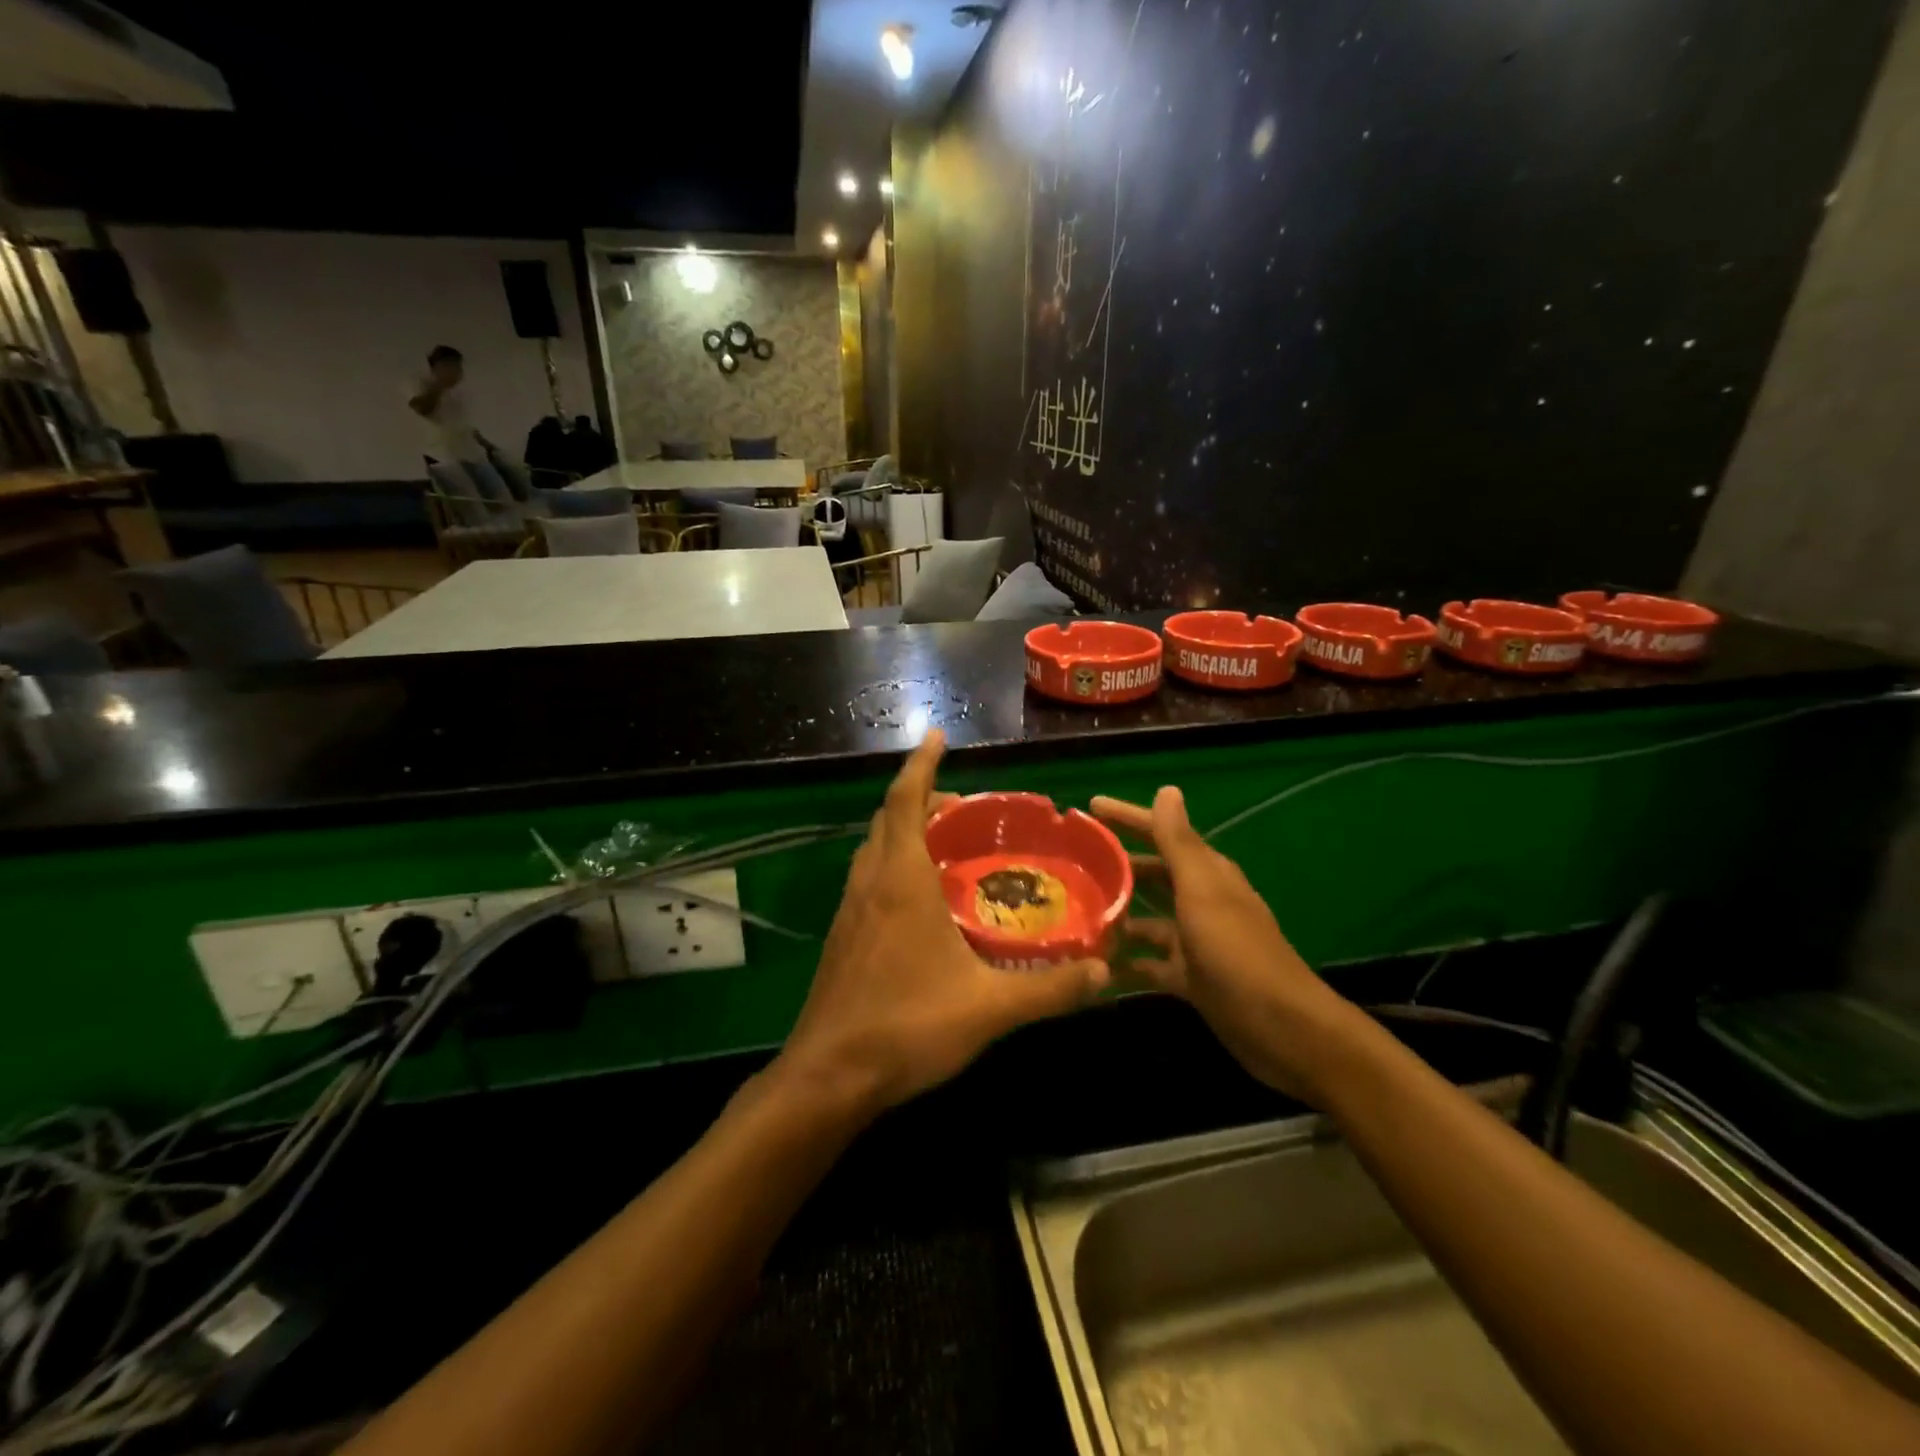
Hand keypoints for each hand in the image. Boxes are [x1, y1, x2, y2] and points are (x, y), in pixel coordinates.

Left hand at [779, 732, 1108, 1114]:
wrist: (829, 1076)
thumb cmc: (907, 1026)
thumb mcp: (989, 1008)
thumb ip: (1049, 989)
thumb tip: (1103, 972)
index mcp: (901, 880)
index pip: (907, 800)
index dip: (921, 763)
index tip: (936, 735)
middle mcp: (870, 882)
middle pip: (889, 817)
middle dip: (920, 796)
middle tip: (961, 803)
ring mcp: (850, 909)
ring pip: (874, 847)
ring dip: (903, 829)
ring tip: (943, 841)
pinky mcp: (843, 936)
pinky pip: (868, 877)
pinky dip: (892, 862)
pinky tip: (918, 898)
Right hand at [1091, 787, 1359, 1101]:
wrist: (1279, 1027)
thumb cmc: (1236, 951)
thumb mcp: (1202, 891)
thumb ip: (1179, 843)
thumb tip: (1168, 789)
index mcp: (1206, 874)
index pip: (1161, 833)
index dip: (1128, 817)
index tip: (1089, 807)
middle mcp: (1199, 901)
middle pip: (1151, 874)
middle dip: (1115, 866)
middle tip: (1069, 862)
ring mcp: (1194, 941)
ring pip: (1146, 919)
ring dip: (1116, 914)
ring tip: (1072, 913)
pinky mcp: (1189, 978)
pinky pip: (1148, 963)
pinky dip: (1125, 961)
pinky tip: (1094, 964)